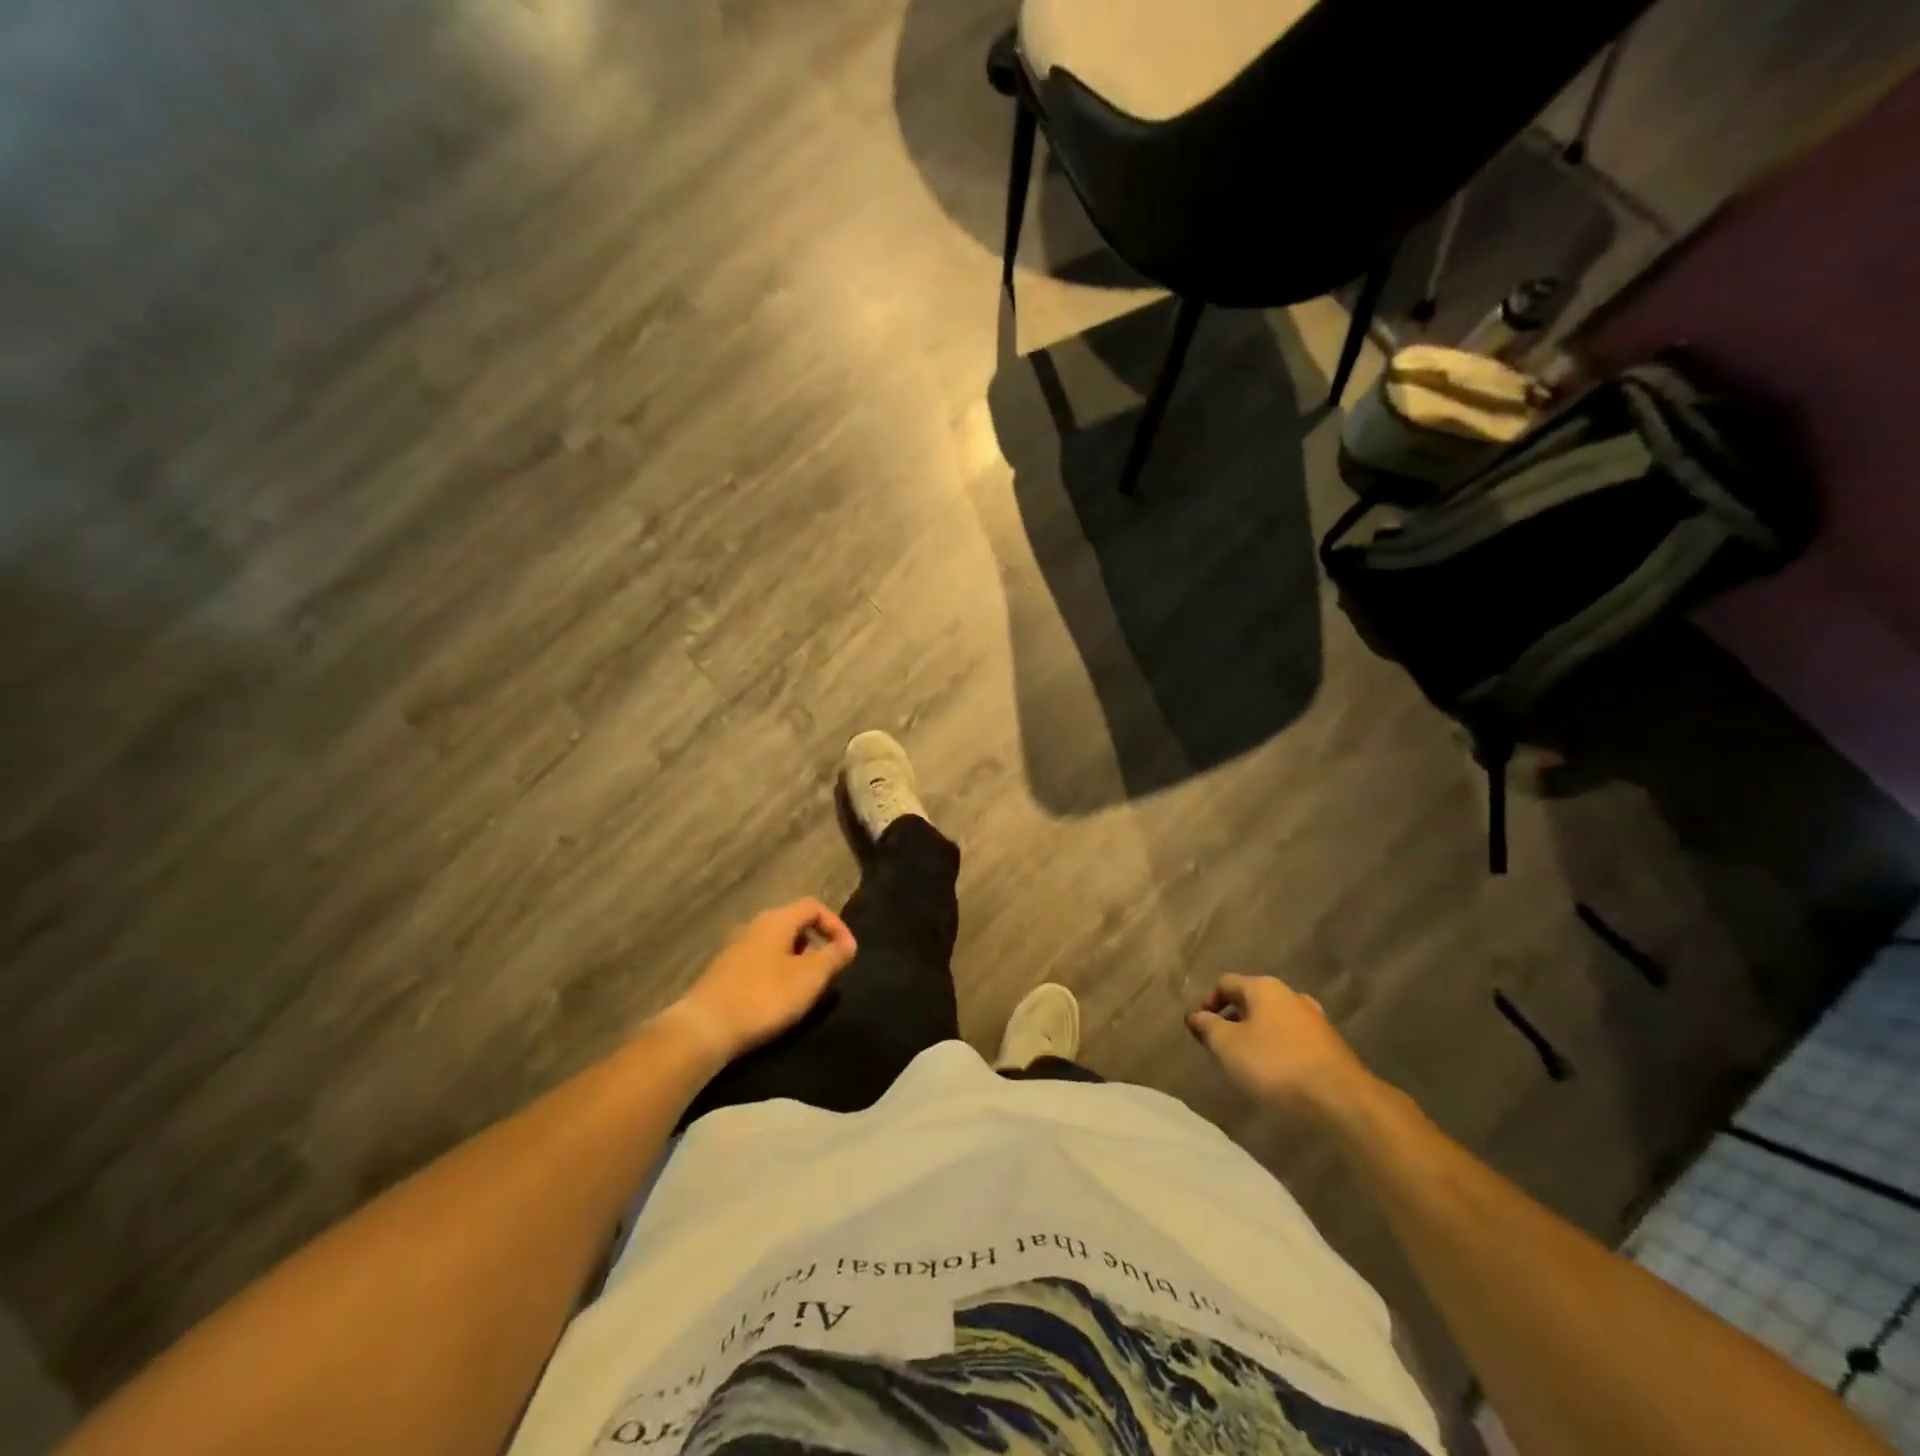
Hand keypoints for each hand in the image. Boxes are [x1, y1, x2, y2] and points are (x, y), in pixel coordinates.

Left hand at [670, 899, 856, 1061]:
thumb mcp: (809, 978)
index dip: (836, 925)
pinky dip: (777, 972)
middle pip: (794, 923)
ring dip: (797, 960)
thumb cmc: (764, 996)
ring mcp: (736, 948)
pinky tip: (778, 999)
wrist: (705, 1027)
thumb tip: (847, 944)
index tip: (847, 953)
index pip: (813, 906)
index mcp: (776, 920)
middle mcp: (754, 925)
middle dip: (816, 944)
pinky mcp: (724, 971)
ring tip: (806, 988)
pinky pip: (760, 961)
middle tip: (827, 971)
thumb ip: (832, 957)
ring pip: (776, 944)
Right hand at [1187, 974, 1374, 1118]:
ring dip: (1256, 1034)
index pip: (1225, 983)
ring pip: (1273, 1019)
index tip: (1199, 1029)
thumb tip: (1194, 1016)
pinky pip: (1293, 1038)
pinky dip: (1278, 1048)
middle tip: (1221, 1046)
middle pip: (1251, 1000)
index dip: (1207, 1003)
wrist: (1340, 1098)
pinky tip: (1276, 1072)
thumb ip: (1207, 1027)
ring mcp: (1313, 1018)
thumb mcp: (1228, 1046)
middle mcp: (1290, 995)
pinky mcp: (1329, 1044)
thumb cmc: (1275, 1064)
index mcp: (1263, 988)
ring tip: (1247, 1061)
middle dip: (1232, 1020)